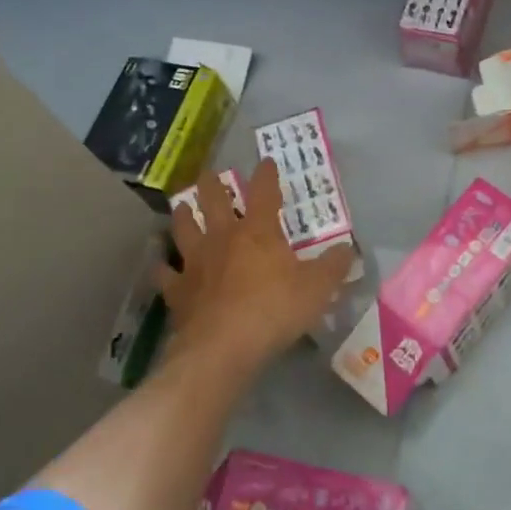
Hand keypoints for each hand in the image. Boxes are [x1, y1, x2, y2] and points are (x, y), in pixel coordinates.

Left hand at [158, 158, 355, 376]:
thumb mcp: (317, 289)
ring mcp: (195, 262)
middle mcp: (223, 237)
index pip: (264, 192)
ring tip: (181, 205)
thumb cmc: (274, 311)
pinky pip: (166, 273)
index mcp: (258, 231)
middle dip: (212, 183)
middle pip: (212, 200)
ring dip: (182, 214)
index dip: (266, 174)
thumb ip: (334, 266)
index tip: (266, 162)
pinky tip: (162, 265)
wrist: (223, 347)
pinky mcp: (177, 290)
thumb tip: (348, 249)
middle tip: (209, 174)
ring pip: (183, 228)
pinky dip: (163, 267)